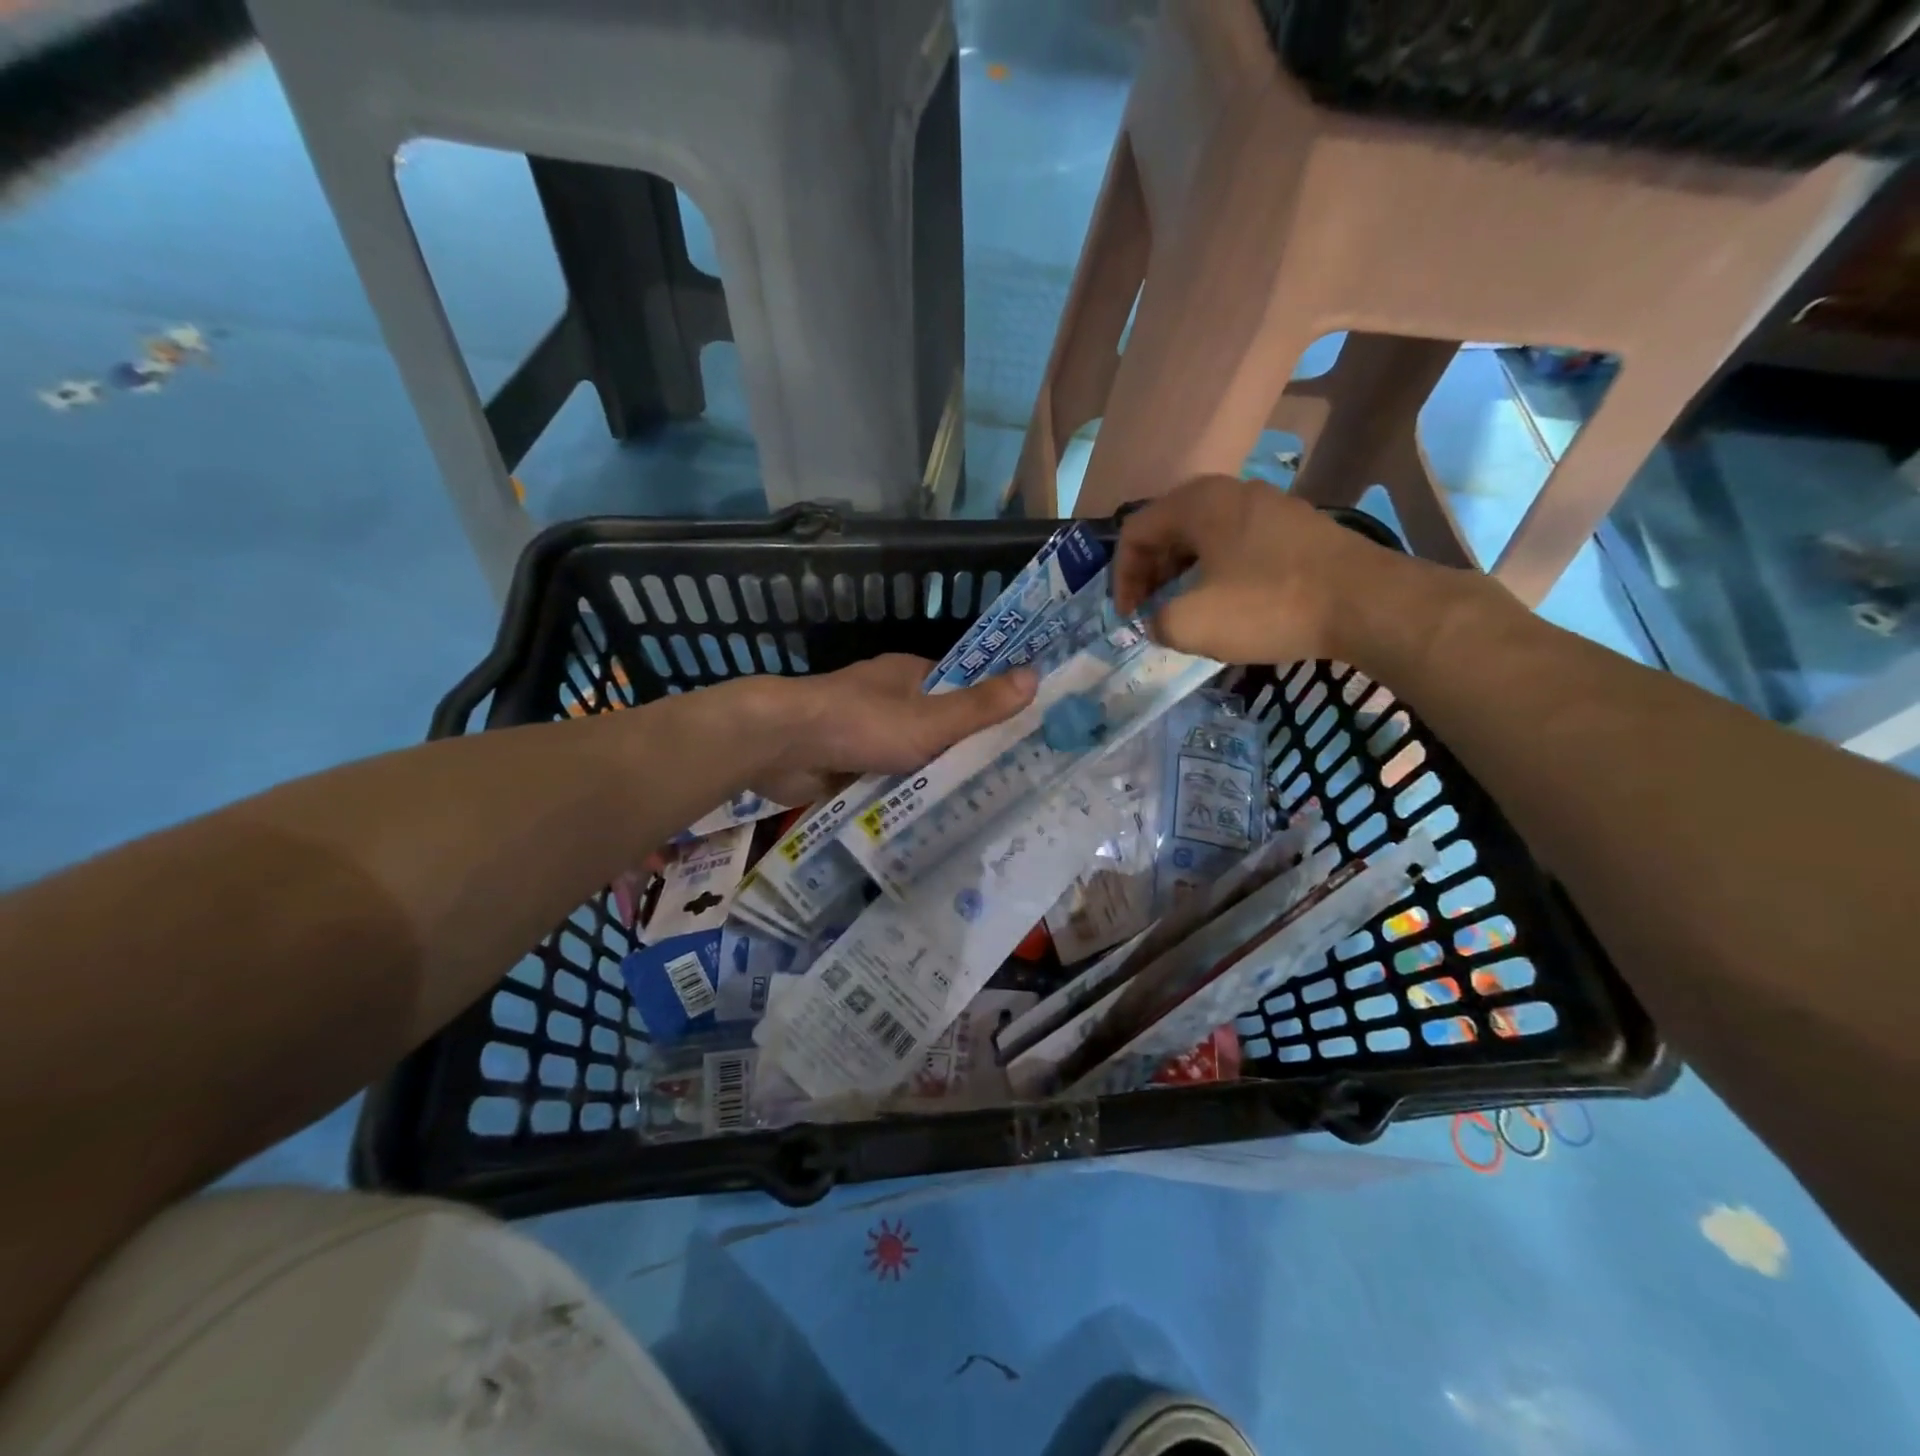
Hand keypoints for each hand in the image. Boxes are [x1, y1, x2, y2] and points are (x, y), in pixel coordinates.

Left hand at [742, 654, 1036, 804]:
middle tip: (1007, 787)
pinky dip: (901, 795)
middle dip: (963, 753)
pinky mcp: (846, 762)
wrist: (781, 746)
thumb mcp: (931, 720)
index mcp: (910, 676)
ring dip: (931, 778)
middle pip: (937, 726)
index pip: (962, 689)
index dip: (990, 710)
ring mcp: (864, 732)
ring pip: (911, 757)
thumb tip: (1036, 676)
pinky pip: (885, 779)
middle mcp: (889, 700)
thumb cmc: (861, 724)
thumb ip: (980, 706)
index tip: (1021, 739)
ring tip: (978, 811)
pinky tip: (929, 820)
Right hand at [1113, 475, 1412, 664]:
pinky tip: (1228, 606)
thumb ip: (1156, 622)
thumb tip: (1159, 621)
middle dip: (1150, 576)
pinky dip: (1217, 574)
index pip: (1135, 532)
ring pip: (1204, 539)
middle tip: (1151, 614)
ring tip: (1185, 613)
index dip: (1121, 578)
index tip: (1129, 617)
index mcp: (1197, 503)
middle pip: (1168, 531)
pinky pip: (1237, 546)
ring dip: (1183, 576)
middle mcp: (1230, 493)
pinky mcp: (1296, 529)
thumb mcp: (1191, 624)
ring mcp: (1268, 507)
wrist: (1366, 604)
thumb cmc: (1268, 606)